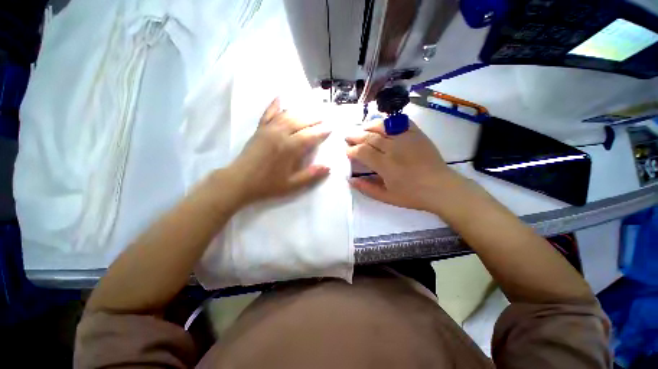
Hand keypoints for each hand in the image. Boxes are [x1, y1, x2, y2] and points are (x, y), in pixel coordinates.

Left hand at [222, 98, 330, 205]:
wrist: (239, 181)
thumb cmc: (267, 185)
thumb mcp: (292, 185)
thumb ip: (311, 175)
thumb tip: (328, 167)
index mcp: (289, 148)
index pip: (310, 135)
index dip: (321, 131)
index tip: (330, 128)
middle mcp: (280, 134)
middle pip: (300, 121)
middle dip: (314, 119)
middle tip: (324, 118)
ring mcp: (268, 129)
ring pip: (287, 115)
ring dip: (300, 112)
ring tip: (311, 111)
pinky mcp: (259, 129)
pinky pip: (268, 114)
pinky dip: (275, 105)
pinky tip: (280, 97)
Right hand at [346, 119, 457, 211]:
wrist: (441, 188)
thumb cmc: (412, 195)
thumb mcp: (386, 197)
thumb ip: (367, 188)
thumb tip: (350, 180)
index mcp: (385, 165)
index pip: (362, 151)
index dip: (352, 150)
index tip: (347, 151)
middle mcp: (394, 148)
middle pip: (369, 137)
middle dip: (356, 136)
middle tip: (348, 137)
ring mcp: (406, 139)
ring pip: (383, 126)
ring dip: (369, 126)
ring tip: (362, 128)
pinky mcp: (417, 134)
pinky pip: (400, 122)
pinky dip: (389, 121)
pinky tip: (383, 124)